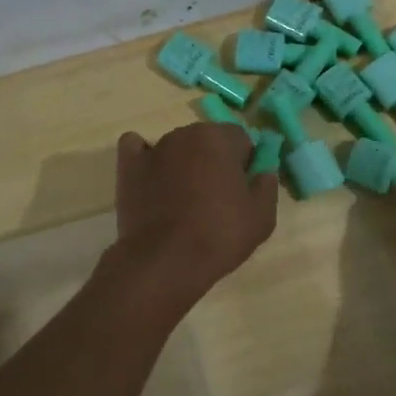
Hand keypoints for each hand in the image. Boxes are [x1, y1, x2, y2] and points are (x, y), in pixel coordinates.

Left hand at [111, 123, 278, 301]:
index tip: (242, 190)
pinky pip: (136, 149)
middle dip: (214, 160)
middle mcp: (185, 134)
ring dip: (184, 163)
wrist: (166, 261)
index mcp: (219, 138)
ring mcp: (154, 149)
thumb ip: (267, 186)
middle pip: (207, 140)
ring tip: (183, 200)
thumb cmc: (219, 235)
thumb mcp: (262, 217)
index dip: (244, 164)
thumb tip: (263, 171)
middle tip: (216, 197)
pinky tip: (151, 176)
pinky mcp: (128, 167)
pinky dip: (144, 157)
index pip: (241, 139)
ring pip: (177, 147)